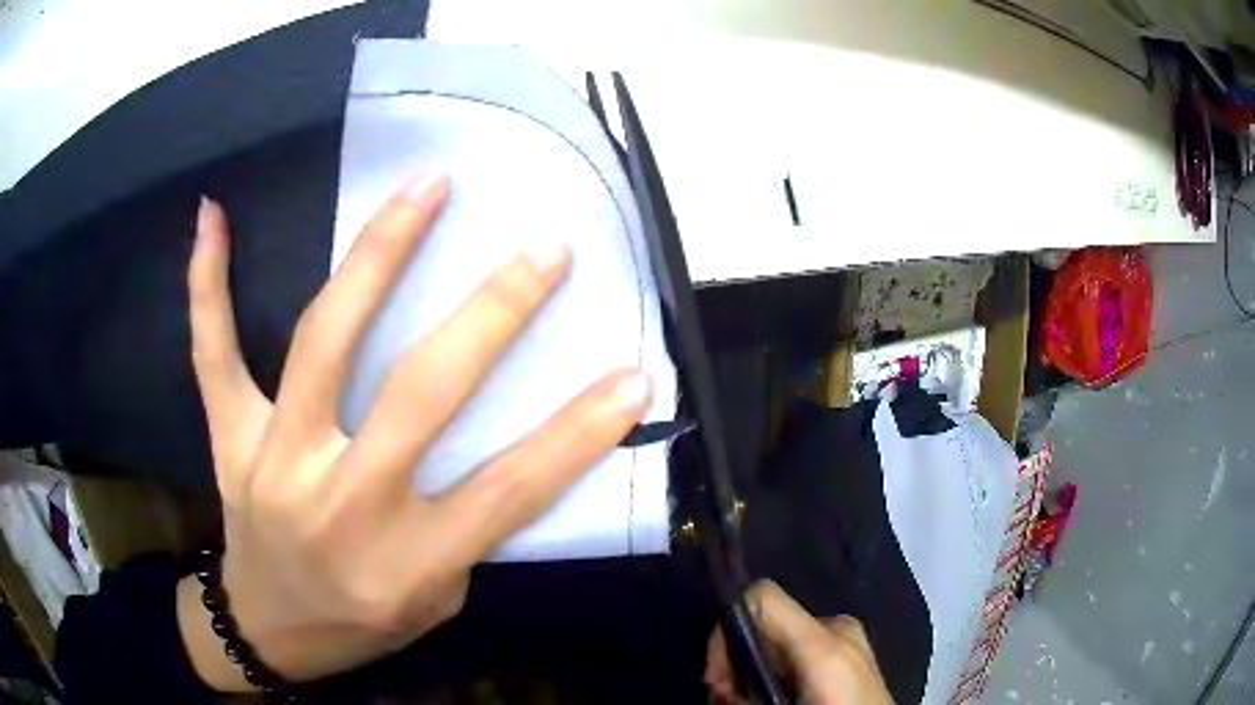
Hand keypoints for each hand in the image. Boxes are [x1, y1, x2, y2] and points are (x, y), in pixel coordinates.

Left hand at [177, 172, 652, 690]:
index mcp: (407, 560)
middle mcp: (342, 503)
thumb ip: (464, 529)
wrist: (267, 632)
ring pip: (323, 342)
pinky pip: (212, 352)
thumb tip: (499, 439)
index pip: (509, 490)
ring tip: (426, 187)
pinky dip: (207, 283)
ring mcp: (275, 461)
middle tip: (545, 248)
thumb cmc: (360, 622)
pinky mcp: (231, 440)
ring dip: (378, 255)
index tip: (633, 376)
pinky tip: (213, 215)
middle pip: (420, 394)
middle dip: (493, 314)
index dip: (577, 434)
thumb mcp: (434, 601)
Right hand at [705, 581, 893, 704]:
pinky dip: (781, 671)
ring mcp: (850, 639)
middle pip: (767, 623)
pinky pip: (804, 651)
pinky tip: (781, 697)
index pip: (761, 597)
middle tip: (729, 698)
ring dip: (756, 669)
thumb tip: (720, 687)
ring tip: (754, 701)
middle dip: (737, 660)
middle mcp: (838, 628)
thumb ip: (745, 695)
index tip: (716, 677)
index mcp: (824, 641)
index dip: (725, 630)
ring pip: (783, 640)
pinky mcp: (853, 654)